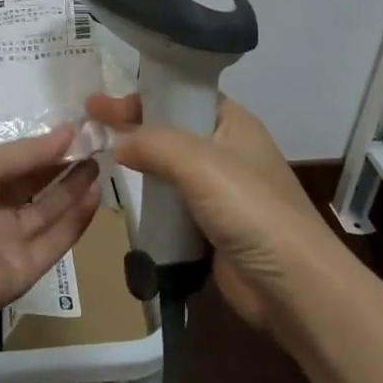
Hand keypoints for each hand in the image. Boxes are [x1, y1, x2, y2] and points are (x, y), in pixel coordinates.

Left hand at [0, 126, 102, 337]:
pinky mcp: (27, 269)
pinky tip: (94, 195)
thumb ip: (27, 152)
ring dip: (73, 189)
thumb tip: (69, 131)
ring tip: (100, 164)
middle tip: (95, 146)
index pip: (16, 162)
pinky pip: (55, 241)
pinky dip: (75, 220)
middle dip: (63, 166)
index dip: (44, 148)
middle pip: (35, 186)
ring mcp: (10, 241)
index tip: (76, 131)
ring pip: (49, 212)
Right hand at [85, 93, 339, 336]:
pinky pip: (172, 203)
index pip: (180, 95)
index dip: (141, 96)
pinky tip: (124, 198)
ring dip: (139, 164)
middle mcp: (226, 149)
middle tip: (89, 128)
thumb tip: (116, 142)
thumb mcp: (200, 163)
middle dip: (132, 127)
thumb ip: (154, 143)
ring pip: (169, 168)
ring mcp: (219, 191)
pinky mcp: (211, 227)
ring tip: (98, 159)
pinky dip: (149, 199)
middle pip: (171, 129)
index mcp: (232, 122)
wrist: (293, 287)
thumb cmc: (251, 210)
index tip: (97, 105)